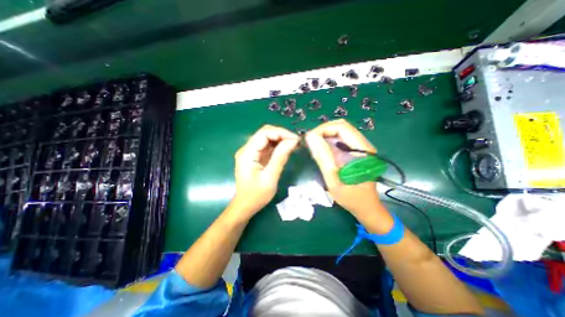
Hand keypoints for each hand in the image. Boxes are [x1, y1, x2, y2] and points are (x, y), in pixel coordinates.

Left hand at [229, 126, 299, 218]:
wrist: (245, 205)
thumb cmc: (256, 195)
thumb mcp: (270, 177)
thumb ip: (280, 158)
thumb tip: (293, 141)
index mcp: (247, 153)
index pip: (264, 133)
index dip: (281, 133)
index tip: (295, 140)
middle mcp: (247, 149)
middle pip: (265, 133)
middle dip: (282, 135)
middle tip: (296, 142)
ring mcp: (251, 152)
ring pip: (267, 138)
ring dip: (281, 139)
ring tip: (294, 145)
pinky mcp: (255, 156)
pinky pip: (268, 146)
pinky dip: (278, 145)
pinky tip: (287, 149)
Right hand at [308, 120, 381, 215]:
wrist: (366, 207)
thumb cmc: (351, 198)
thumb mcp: (334, 180)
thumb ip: (323, 158)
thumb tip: (310, 137)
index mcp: (362, 150)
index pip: (341, 127)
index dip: (323, 129)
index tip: (309, 140)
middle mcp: (363, 144)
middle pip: (341, 126)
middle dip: (322, 131)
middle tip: (310, 143)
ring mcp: (360, 147)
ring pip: (340, 132)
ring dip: (325, 135)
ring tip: (314, 147)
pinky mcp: (355, 151)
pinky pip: (340, 140)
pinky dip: (328, 141)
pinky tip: (322, 151)